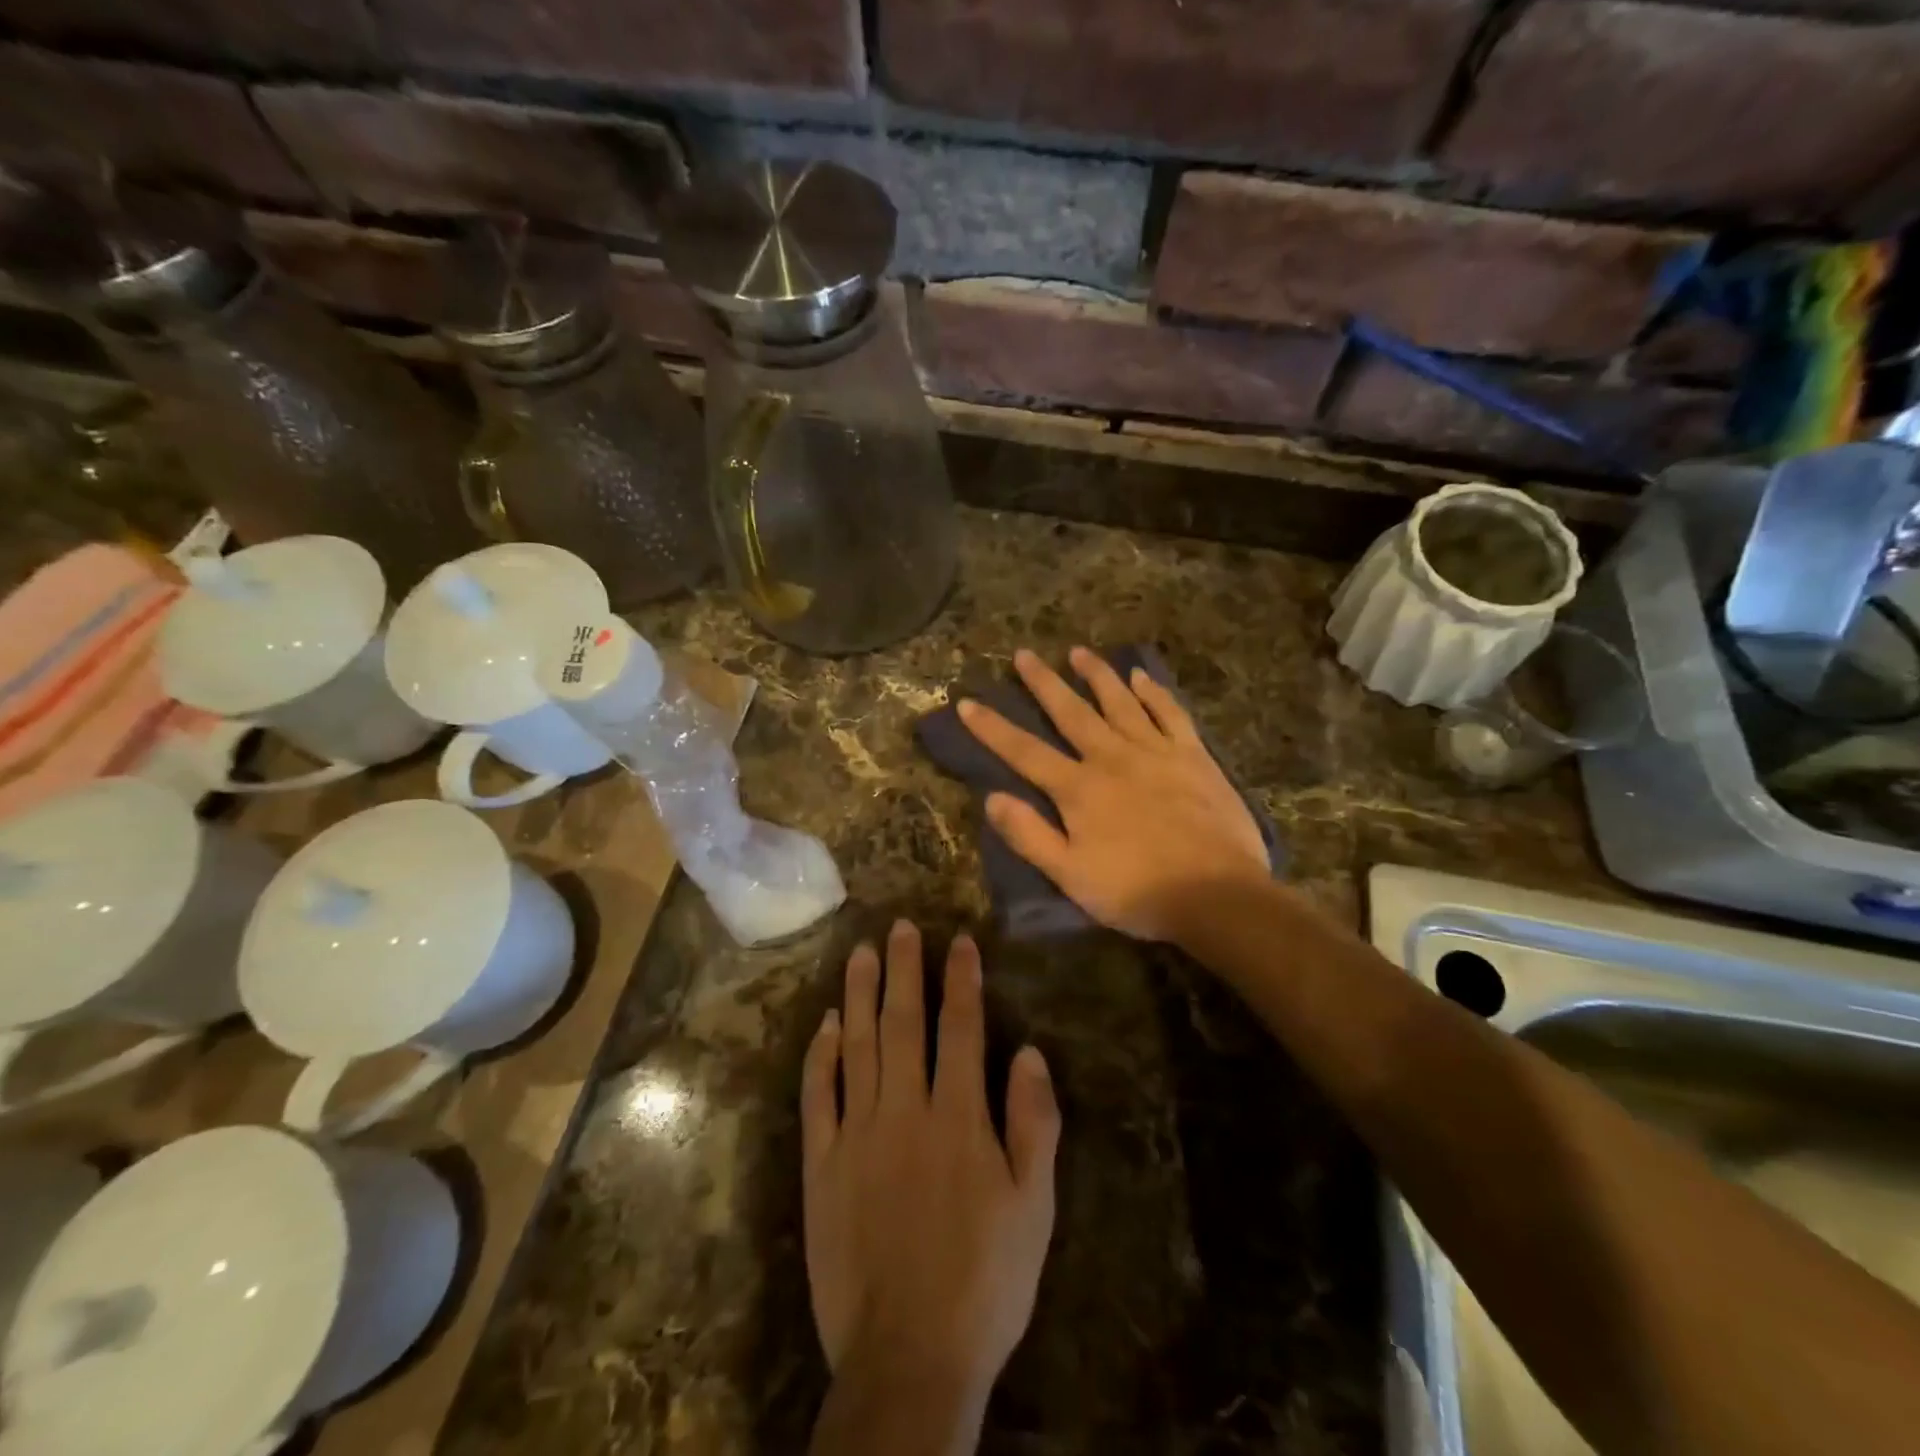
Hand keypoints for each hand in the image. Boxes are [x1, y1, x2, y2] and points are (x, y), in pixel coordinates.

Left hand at [802, 921, 1059, 1398]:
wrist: (909, 1358)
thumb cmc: (985, 1281)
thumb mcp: (1034, 1207)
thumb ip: (1033, 1124)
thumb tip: (1028, 1052)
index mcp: (958, 1117)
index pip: (961, 1027)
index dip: (962, 979)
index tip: (958, 939)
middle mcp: (905, 1110)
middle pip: (904, 1023)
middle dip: (905, 969)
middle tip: (899, 927)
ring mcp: (857, 1134)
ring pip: (858, 1046)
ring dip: (860, 996)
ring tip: (861, 954)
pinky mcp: (822, 1165)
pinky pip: (818, 1097)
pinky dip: (820, 1056)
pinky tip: (825, 1024)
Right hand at [959, 647, 1268, 943]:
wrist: (1217, 894)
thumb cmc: (1137, 892)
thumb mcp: (1071, 876)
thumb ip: (1030, 836)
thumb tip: (991, 798)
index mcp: (1079, 789)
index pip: (1025, 752)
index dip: (992, 728)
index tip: (967, 702)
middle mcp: (1112, 758)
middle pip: (1071, 713)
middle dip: (1044, 683)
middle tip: (1024, 653)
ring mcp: (1155, 752)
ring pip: (1120, 702)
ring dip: (1097, 675)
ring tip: (1078, 651)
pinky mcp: (1193, 756)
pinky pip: (1169, 713)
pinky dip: (1153, 692)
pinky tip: (1141, 676)